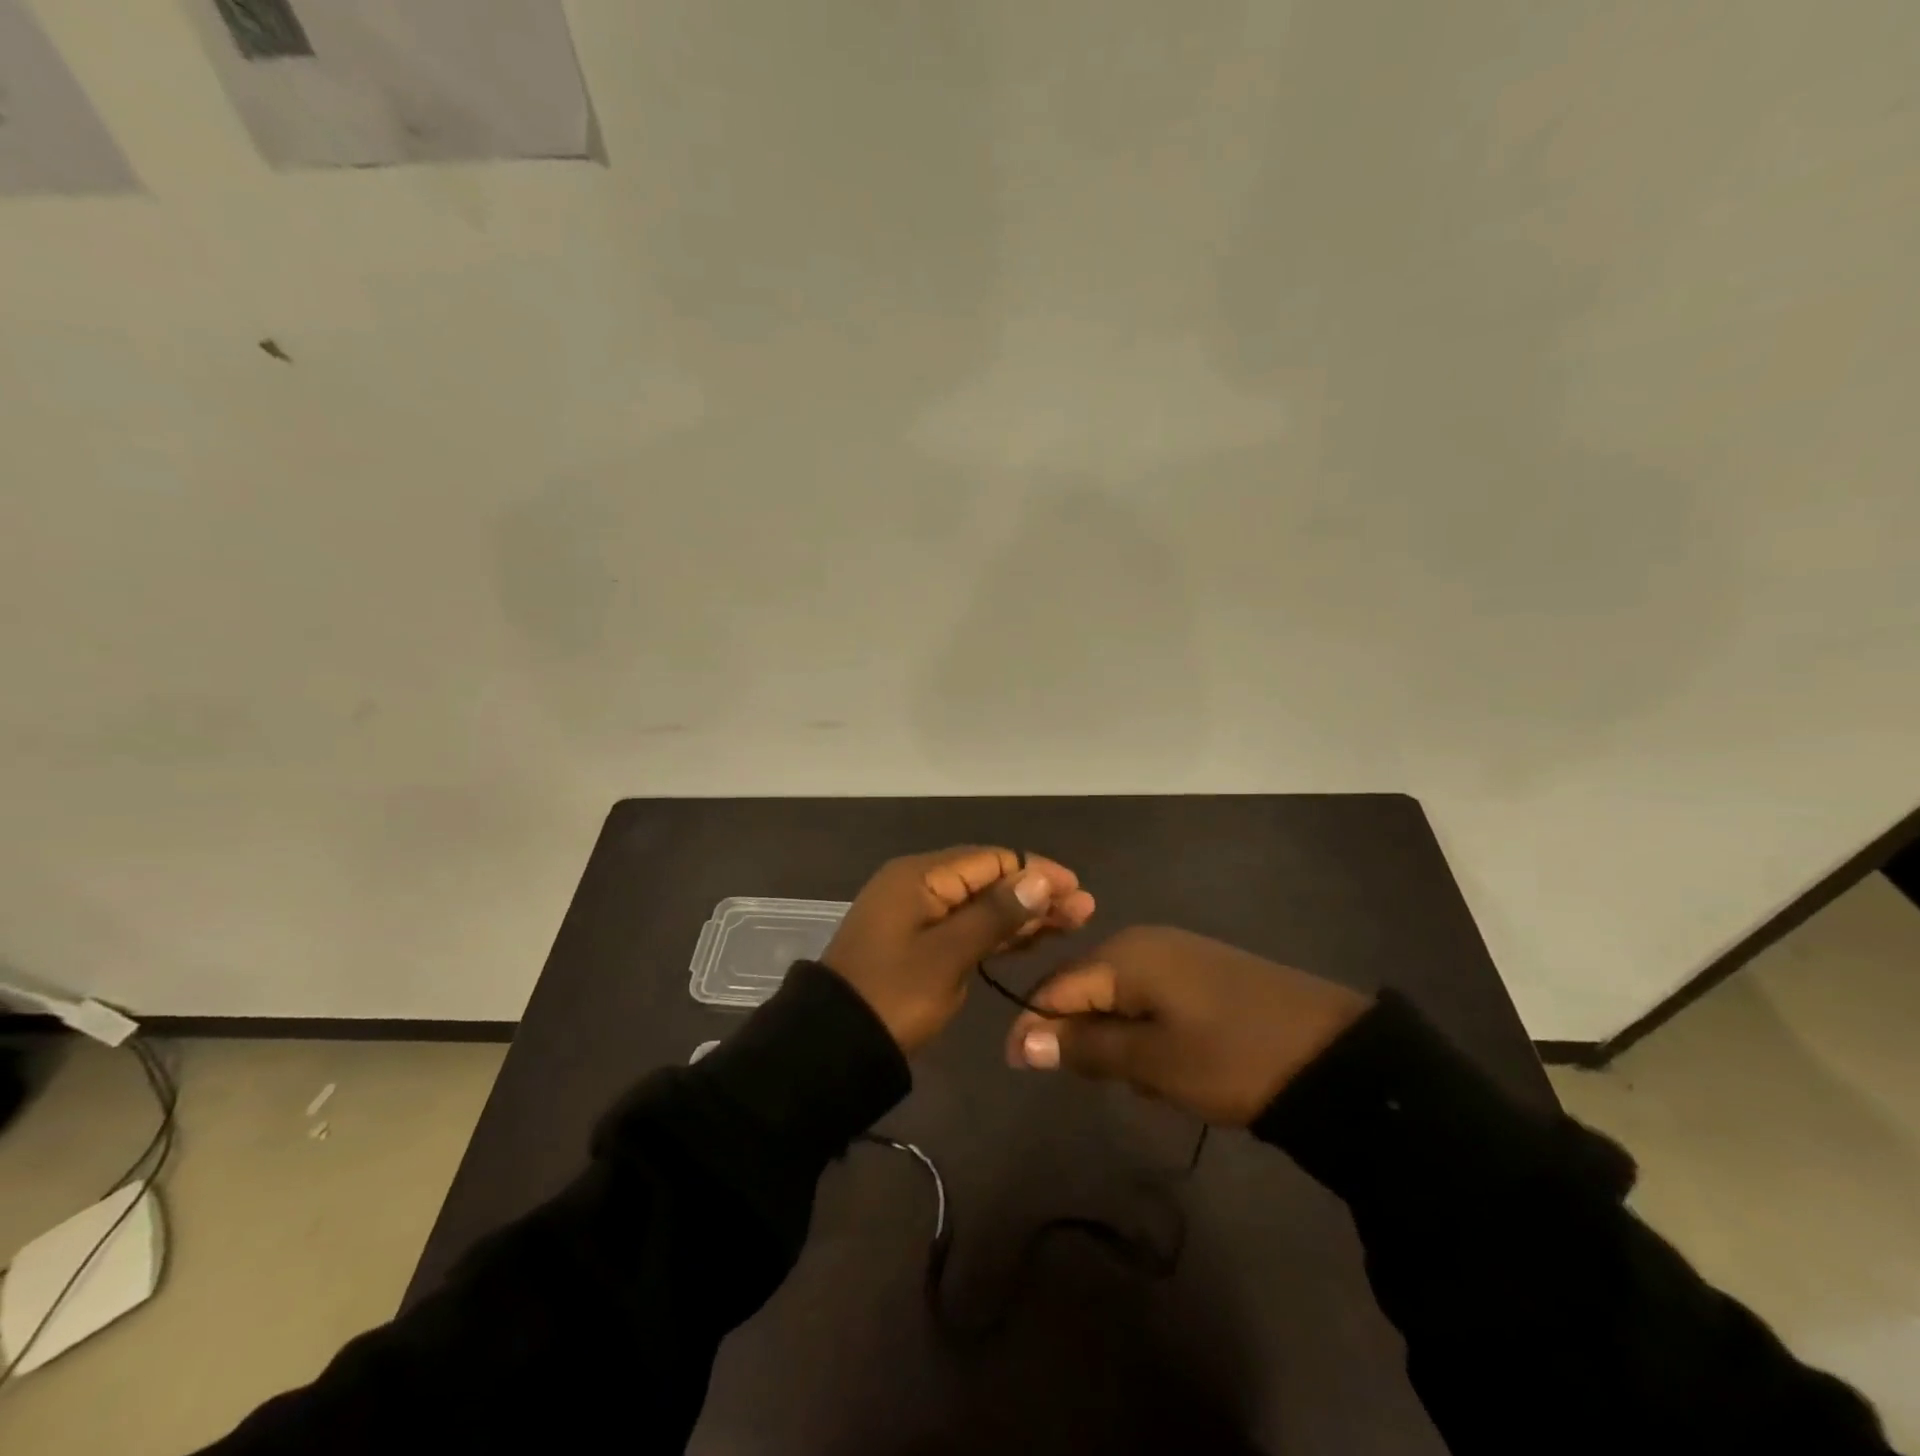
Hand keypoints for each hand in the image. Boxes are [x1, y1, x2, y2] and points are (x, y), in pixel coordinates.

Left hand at [823, 847, 1095, 1053]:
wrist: (836, 1045)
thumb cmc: (894, 995)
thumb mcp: (948, 955)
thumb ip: (995, 914)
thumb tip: (1039, 877)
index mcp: (920, 876)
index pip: (990, 860)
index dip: (1036, 871)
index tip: (1076, 889)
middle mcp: (920, 885)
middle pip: (988, 879)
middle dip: (1035, 893)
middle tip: (1084, 911)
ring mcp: (919, 914)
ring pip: (981, 905)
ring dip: (1022, 913)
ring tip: (1072, 923)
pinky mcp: (920, 942)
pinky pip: (967, 926)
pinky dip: (998, 933)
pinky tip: (1033, 940)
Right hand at [1004, 926, 1371, 1124]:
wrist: (1335, 1055)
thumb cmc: (1232, 1057)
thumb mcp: (1153, 1060)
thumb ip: (1086, 1047)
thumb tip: (1023, 1041)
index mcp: (1126, 954)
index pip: (1057, 987)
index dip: (1034, 1026)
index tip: (1018, 1068)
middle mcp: (1146, 942)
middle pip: (1087, 990)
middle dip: (1086, 1038)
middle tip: (1109, 1084)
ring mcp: (1178, 955)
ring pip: (1121, 1000)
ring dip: (1122, 1042)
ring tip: (1153, 1083)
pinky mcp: (1203, 973)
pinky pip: (1153, 1001)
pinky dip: (1151, 1035)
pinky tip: (1179, 1067)